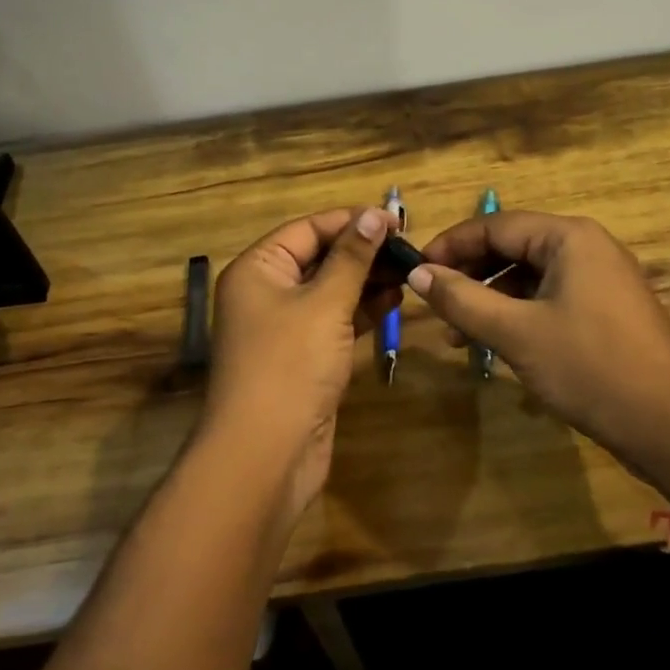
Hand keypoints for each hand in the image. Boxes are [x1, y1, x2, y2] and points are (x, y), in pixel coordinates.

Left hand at [203, 207, 399, 524]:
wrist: (266, 454)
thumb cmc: (290, 366)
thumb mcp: (324, 304)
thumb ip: (352, 258)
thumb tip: (375, 215)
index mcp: (258, 269)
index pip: (308, 229)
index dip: (351, 222)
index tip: (397, 220)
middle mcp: (266, 292)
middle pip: (319, 257)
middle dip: (363, 252)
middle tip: (411, 249)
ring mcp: (284, 327)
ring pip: (330, 290)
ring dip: (367, 280)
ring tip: (409, 272)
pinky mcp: (303, 357)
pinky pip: (334, 320)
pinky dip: (361, 310)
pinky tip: (394, 301)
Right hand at [409, 211, 669, 500]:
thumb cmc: (590, 367)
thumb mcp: (516, 333)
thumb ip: (462, 300)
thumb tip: (417, 274)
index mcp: (568, 237)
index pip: (495, 225)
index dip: (450, 246)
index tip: (415, 271)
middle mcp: (586, 247)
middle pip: (512, 247)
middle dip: (469, 274)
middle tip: (432, 303)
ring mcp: (599, 279)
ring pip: (529, 277)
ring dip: (489, 299)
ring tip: (456, 334)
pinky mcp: (605, 311)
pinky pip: (548, 299)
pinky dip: (517, 316)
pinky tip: (494, 345)